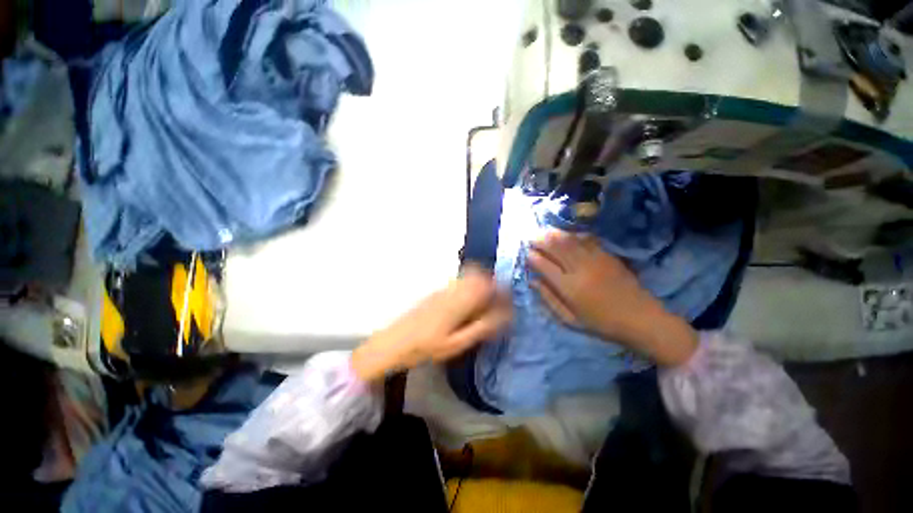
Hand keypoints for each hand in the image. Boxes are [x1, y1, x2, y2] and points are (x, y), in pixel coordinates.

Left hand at [351, 266, 511, 380]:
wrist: (394, 342)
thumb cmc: (426, 347)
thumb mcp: (456, 344)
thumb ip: (481, 327)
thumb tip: (502, 316)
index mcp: (459, 300)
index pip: (486, 285)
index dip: (500, 288)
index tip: (508, 299)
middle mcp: (452, 289)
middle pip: (478, 274)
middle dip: (492, 283)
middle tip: (499, 299)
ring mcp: (443, 289)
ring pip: (468, 276)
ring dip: (481, 283)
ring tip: (487, 301)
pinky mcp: (436, 292)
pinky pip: (459, 281)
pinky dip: (470, 286)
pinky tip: (469, 302)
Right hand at [528, 230, 697, 366]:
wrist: (640, 318)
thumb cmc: (601, 323)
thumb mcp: (570, 319)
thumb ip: (549, 299)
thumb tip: (533, 281)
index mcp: (568, 287)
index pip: (543, 265)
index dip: (532, 257)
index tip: (527, 254)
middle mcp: (579, 269)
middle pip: (555, 247)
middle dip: (540, 240)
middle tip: (531, 238)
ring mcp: (594, 259)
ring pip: (569, 240)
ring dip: (553, 234)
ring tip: (544, 232)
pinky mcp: (607, 255)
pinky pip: (586, 239)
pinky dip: (572, 235)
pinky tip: (566, 235)